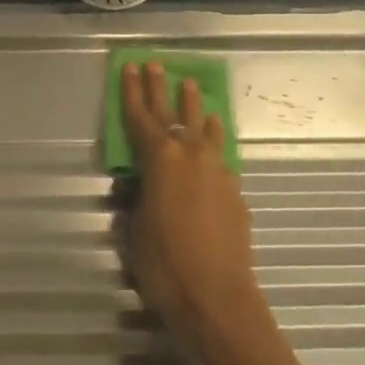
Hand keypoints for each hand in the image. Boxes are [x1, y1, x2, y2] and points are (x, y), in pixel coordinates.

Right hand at [122, 62, 265, 348]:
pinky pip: (220, 152)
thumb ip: (137, 198)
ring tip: (191, 86)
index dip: (132, 91)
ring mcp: (216, 170)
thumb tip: (139, 183)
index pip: (140, 116)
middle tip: (157, 64)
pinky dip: (213, 138)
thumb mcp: (135, 230)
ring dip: (194, 106)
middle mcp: (189, 154)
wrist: (219, 299)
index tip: (129, 66)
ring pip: (202, 127)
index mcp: (159, 159)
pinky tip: (213, 135)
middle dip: (162, 87)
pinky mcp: (234, 190)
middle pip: (172, 111)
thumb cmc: (166, 265)